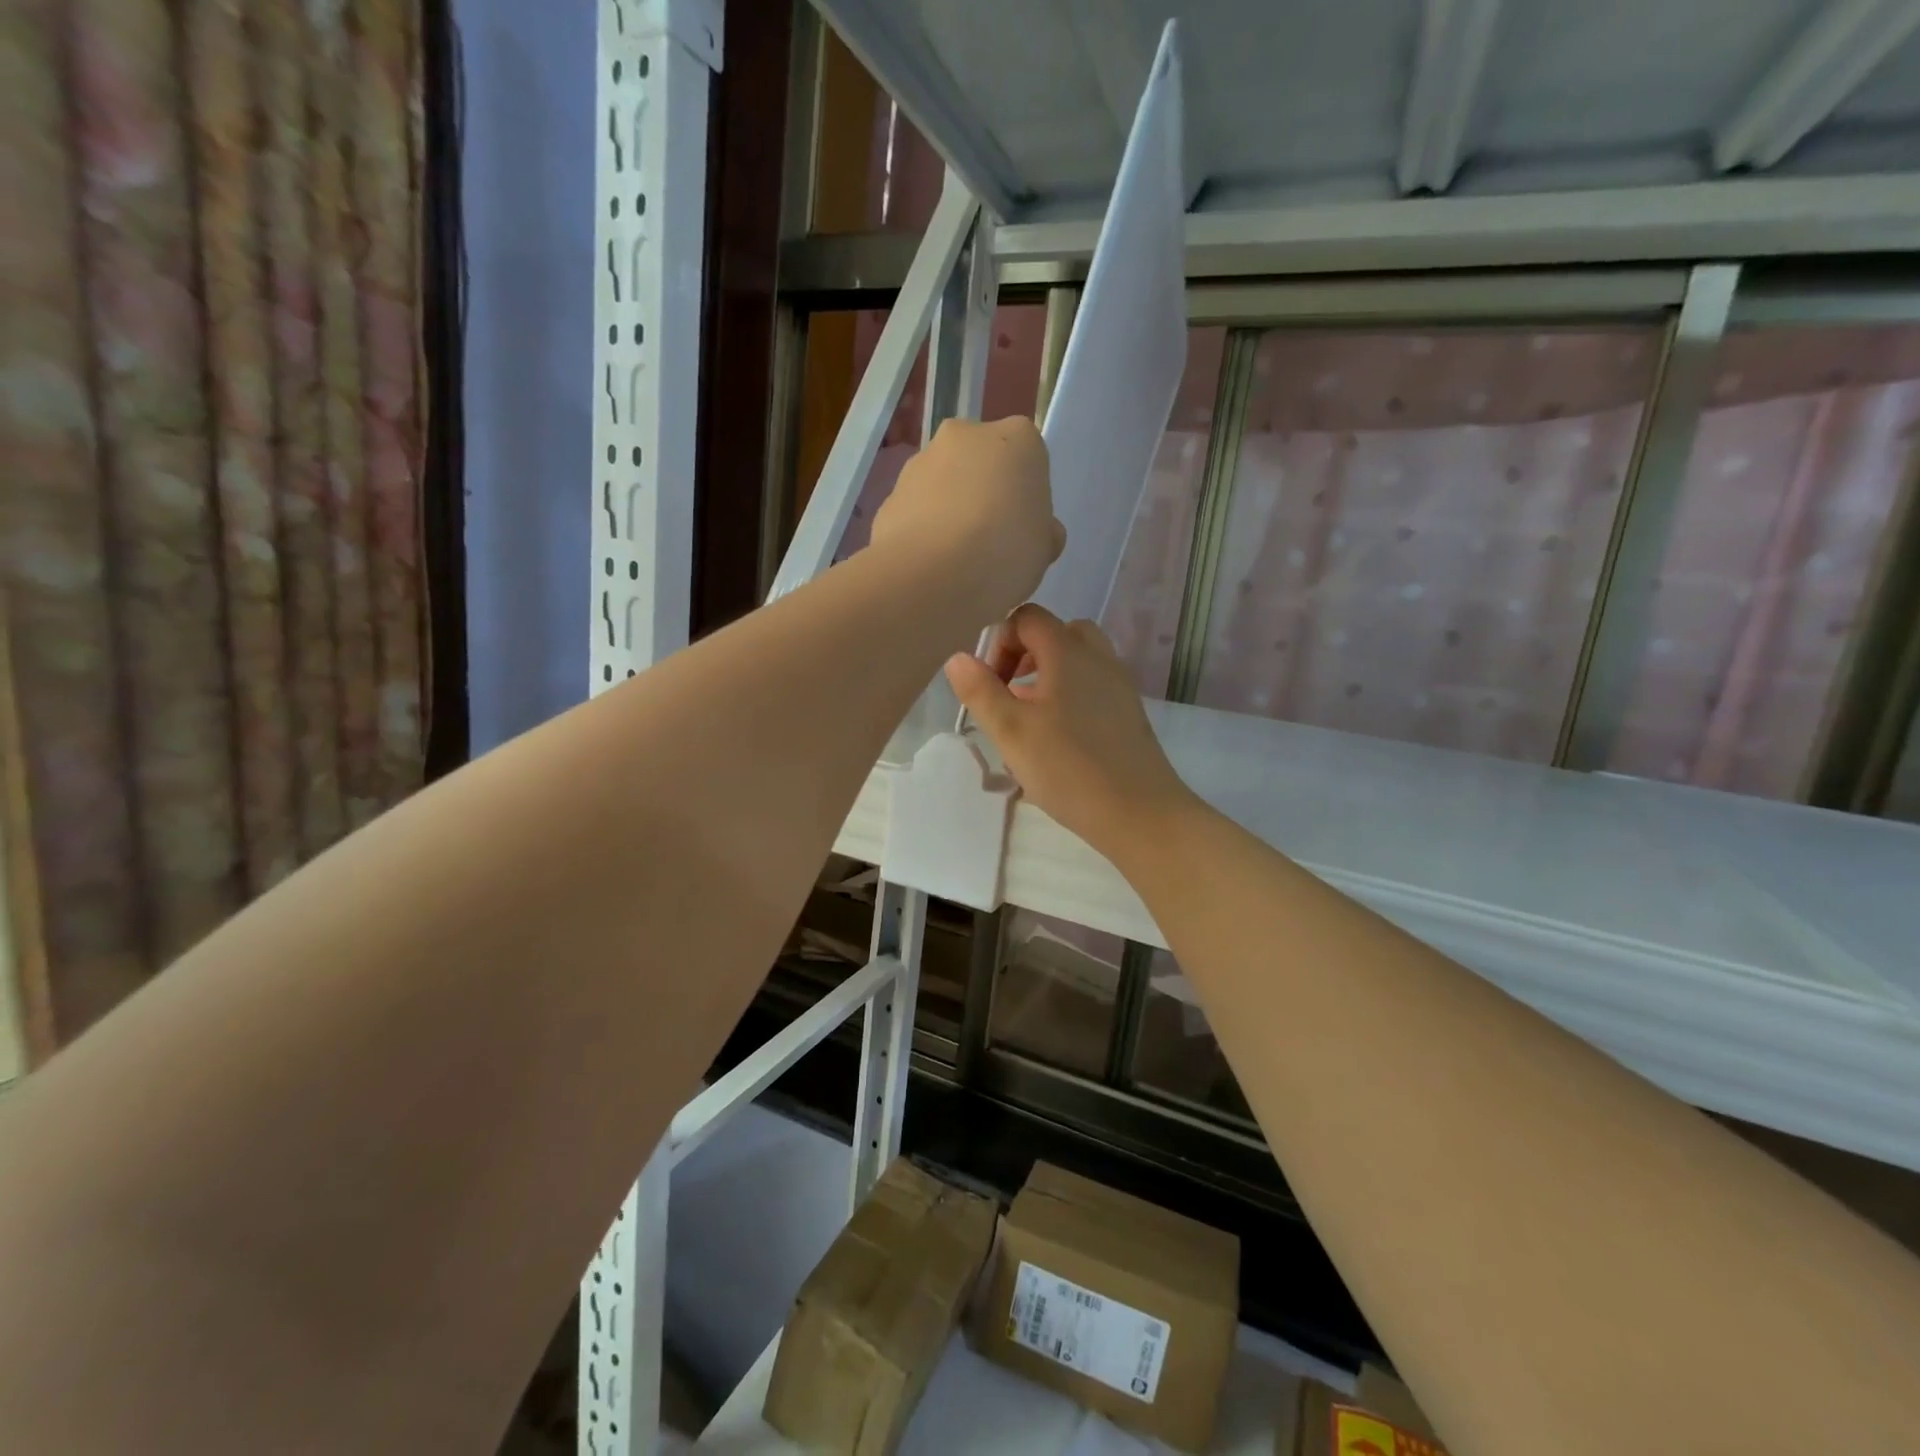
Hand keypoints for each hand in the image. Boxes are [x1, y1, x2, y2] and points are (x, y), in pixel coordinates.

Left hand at [869, 417, 1063, 619]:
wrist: (931, 577)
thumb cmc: (1005, 553)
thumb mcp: (1044, 550)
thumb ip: (1041, 532)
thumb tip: (1037, 533)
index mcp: (1016, 438)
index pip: (1028, 458)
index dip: (1026, 497)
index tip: (1023, 530)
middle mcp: (964, 435)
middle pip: (980, 464)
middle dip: (984, 495)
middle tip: (990, 545)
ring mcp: (920, 463)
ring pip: (943, 486)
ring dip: (949, 513)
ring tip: (956, 563)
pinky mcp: (888, 496)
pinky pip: (915, 513)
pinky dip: (922, 533)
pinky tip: (930, 568)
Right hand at [944, 605, 1195, 857]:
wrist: (1139, 813)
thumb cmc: (1068, 768)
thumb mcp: (1011, 731)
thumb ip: (981, 691)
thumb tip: (958, 658)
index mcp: (1068, 652)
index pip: (1028, 617)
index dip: (1000, 642)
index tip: (990, 684)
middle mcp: (1098, 657)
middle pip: (1056, 633)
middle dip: (1025, 655)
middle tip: (1009, 693)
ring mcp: (1119, 684)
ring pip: (1077, 660)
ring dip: (1047, 676)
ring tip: (1029, 717)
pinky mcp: (1129, 711)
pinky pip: (1093, 684)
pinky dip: (1069, 694)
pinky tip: (1057, 737)